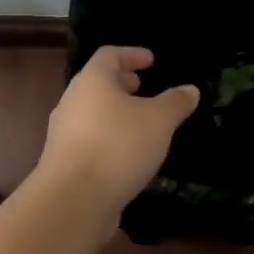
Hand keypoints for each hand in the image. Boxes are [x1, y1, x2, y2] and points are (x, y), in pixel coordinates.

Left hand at [35, 47, 199, 218]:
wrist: (73, 200)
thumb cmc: (118, 146)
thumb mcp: (158, 121)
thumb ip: (175, 103)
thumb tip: (190, 89)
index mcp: (92, 81)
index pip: (109, 55)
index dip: (131, 54)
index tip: (151, 61)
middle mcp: (72, 100)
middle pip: (97, 83)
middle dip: (122, 83)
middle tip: (143, 87)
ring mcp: (63, 132)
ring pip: (92, 111)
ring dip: (114, 111)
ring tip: (139, 122)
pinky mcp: (63, 160)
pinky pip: (88, 137)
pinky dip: (107, 136)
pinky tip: (126, 154)